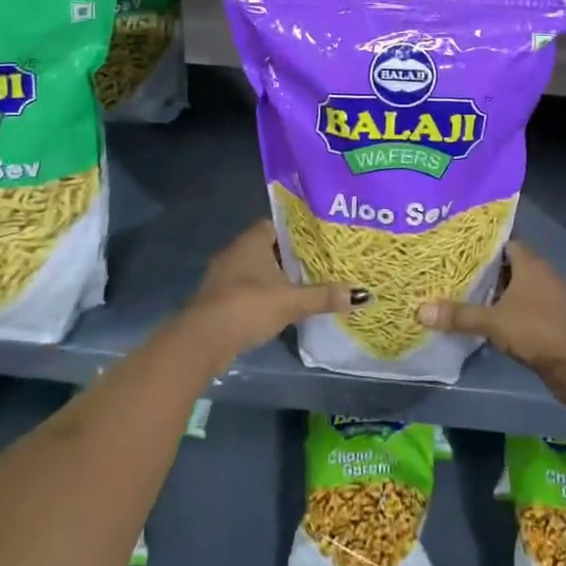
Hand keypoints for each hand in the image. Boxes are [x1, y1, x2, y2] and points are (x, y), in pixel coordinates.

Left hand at [184, 220, 356, 361]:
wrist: (202, 340)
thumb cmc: (248, 306)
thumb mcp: (292, 301)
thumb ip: (324, 296)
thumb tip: (362, 294)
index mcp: (251, 240)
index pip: (276, 225)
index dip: (296, 232)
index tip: (317, 241)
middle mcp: (234, 251)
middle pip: (266, 248)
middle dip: (288, 257)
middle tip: (316, 264)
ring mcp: (222, 276)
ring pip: (254, 270)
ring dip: (273, 279)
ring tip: (302, 287)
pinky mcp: (216, 300)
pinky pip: (244, 289)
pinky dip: (260, 296)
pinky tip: (277, 308)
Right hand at [417, 243, 565, 411]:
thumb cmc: (538, 330)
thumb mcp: (494, 321)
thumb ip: (459, 315)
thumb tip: (420, 310)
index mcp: (530, 263)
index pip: (502, 241)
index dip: (480, 242)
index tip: (454, 243)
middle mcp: (539, 275)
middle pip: (505, 265)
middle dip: (480, 268)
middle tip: (447, 268)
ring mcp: (545, 299)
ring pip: (511, 288)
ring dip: (490, 292)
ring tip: (456, 291)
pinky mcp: (546, 321)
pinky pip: (518, 309)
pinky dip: (501, 311)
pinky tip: (479, 318)